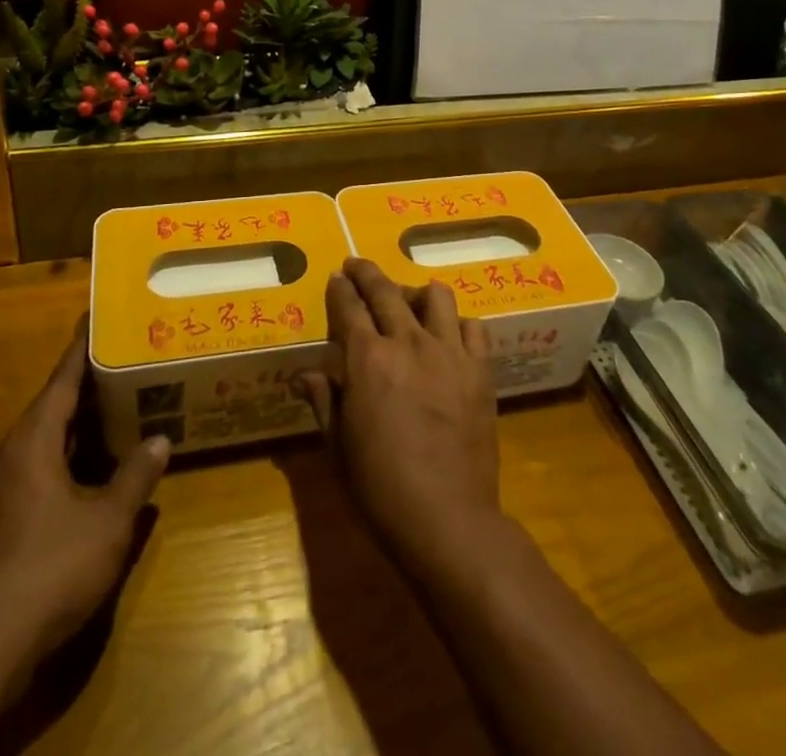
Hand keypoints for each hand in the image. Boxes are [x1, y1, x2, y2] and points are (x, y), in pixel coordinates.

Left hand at [0, 320, 168, 662]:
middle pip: (51, 410)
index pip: (61, 381)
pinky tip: (91, 477)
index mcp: (31, 442)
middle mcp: (8, 457)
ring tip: (116, 414)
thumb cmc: (49, 567)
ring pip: (43, 445)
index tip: (97, 320)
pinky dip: (65, 463)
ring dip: (77, 431)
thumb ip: (135, 476)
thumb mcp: (107, 521)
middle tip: (124, 366)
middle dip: (87, 390)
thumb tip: (160, 440)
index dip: (82, 349)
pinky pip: (35, 474)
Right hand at [297, 259, 501, 574]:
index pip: (349, 307)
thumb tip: (305, 375)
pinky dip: (458, 322)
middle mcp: (407, 343)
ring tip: (409, 299)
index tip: (336, 278)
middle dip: (367, 273)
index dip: (340, 289)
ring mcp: (448, 353)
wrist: (448, 520)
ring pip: (435, 296)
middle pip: (386, 290)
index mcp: (367, 360)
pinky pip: (472, 327)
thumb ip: (323, 401)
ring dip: (416, 291)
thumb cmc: (381, 489)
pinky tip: (449, 334)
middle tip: (357, 266)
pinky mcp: (480, 370)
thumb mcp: (338, 448)